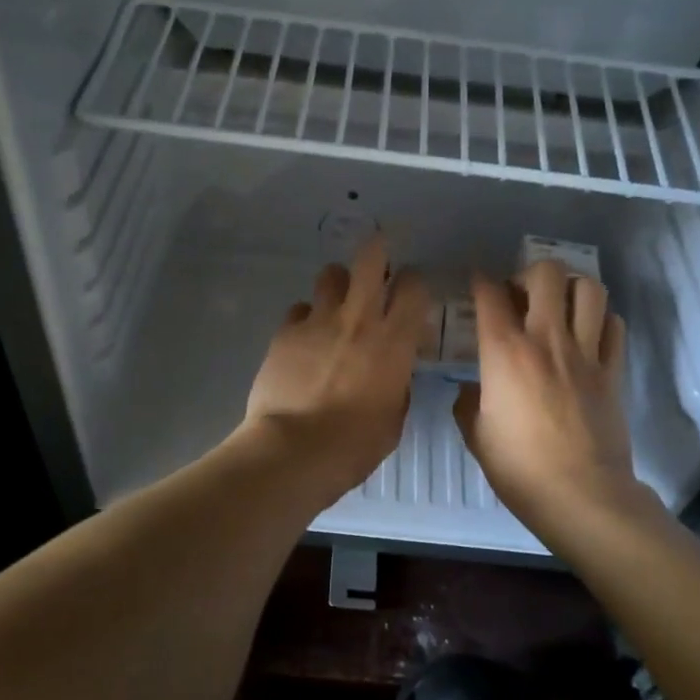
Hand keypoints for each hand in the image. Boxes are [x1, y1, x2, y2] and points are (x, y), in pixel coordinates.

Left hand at [240, 235, 429, 494]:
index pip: (414, 286)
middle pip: (370, 258)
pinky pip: (299, 309)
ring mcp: (318, 321)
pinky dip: (305, 318)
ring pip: (330, 275)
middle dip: (377, 249)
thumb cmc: (355, 444)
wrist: (295, 449)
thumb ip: (397, 385)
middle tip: (378, 256)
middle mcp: (358, 318)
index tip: (411, 289)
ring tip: (336, 302)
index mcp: (394, 340)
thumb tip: (393, 374)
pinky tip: (304, 338)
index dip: (414, 281)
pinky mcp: (285, 332)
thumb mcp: (393, 417)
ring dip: (337, 284)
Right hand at [454, 260, 644, 531]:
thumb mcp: (476, 435)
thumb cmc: (519, 468)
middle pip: (546, 273)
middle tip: (521, 296)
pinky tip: (588, 334)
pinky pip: (614, 325)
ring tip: (558, 306)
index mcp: (504, 352)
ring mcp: (586, 352)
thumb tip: (472, 390)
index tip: (477, 283)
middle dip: (528, 274)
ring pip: (589, 289)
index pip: (490, 294)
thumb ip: (467, 403)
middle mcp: (546, 339)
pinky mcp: (613, 371)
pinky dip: (601, 319)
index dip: (480, 281)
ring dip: (570, 288)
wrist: (581, 495)